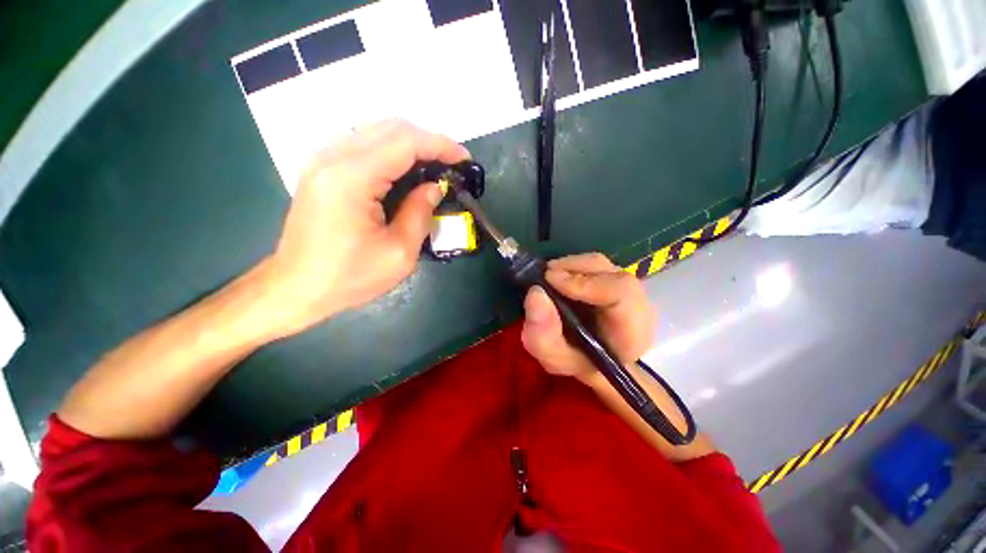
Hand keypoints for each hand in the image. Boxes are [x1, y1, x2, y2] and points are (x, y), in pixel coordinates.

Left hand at [261, 120, 469, 336]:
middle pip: (390, 128)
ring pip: (376, 131)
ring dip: (411, 145)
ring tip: (435, 167)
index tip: (465, 159)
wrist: (296, 288)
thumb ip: (420, 213)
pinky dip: (392, 152)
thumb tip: (436, 187)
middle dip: (428, 141)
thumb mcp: (399, 253)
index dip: (441, 145)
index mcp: (351, 178)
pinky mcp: (321, 169)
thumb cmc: (349, 277)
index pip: (405, 142)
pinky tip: (406, 172)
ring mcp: (322, 160)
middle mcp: (332, 157)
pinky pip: (363, 145)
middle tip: (452, 165)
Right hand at [521, 253, 656, 379]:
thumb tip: (536, 293)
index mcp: (631, 333)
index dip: (585, 283)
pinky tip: (559, 277)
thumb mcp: (554, 358)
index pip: (621, 293)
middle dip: (573, 269)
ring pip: (603, 265)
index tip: (550, 280)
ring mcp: (630, 289)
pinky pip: (597, 265)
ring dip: (571, 266)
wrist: (592, 358)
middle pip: (611, 273)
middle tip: (543, 276)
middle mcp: (638, 307)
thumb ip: (543, 335)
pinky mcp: (617, 280)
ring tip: (548, 277)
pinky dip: (574, 266)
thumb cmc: (576, 361)